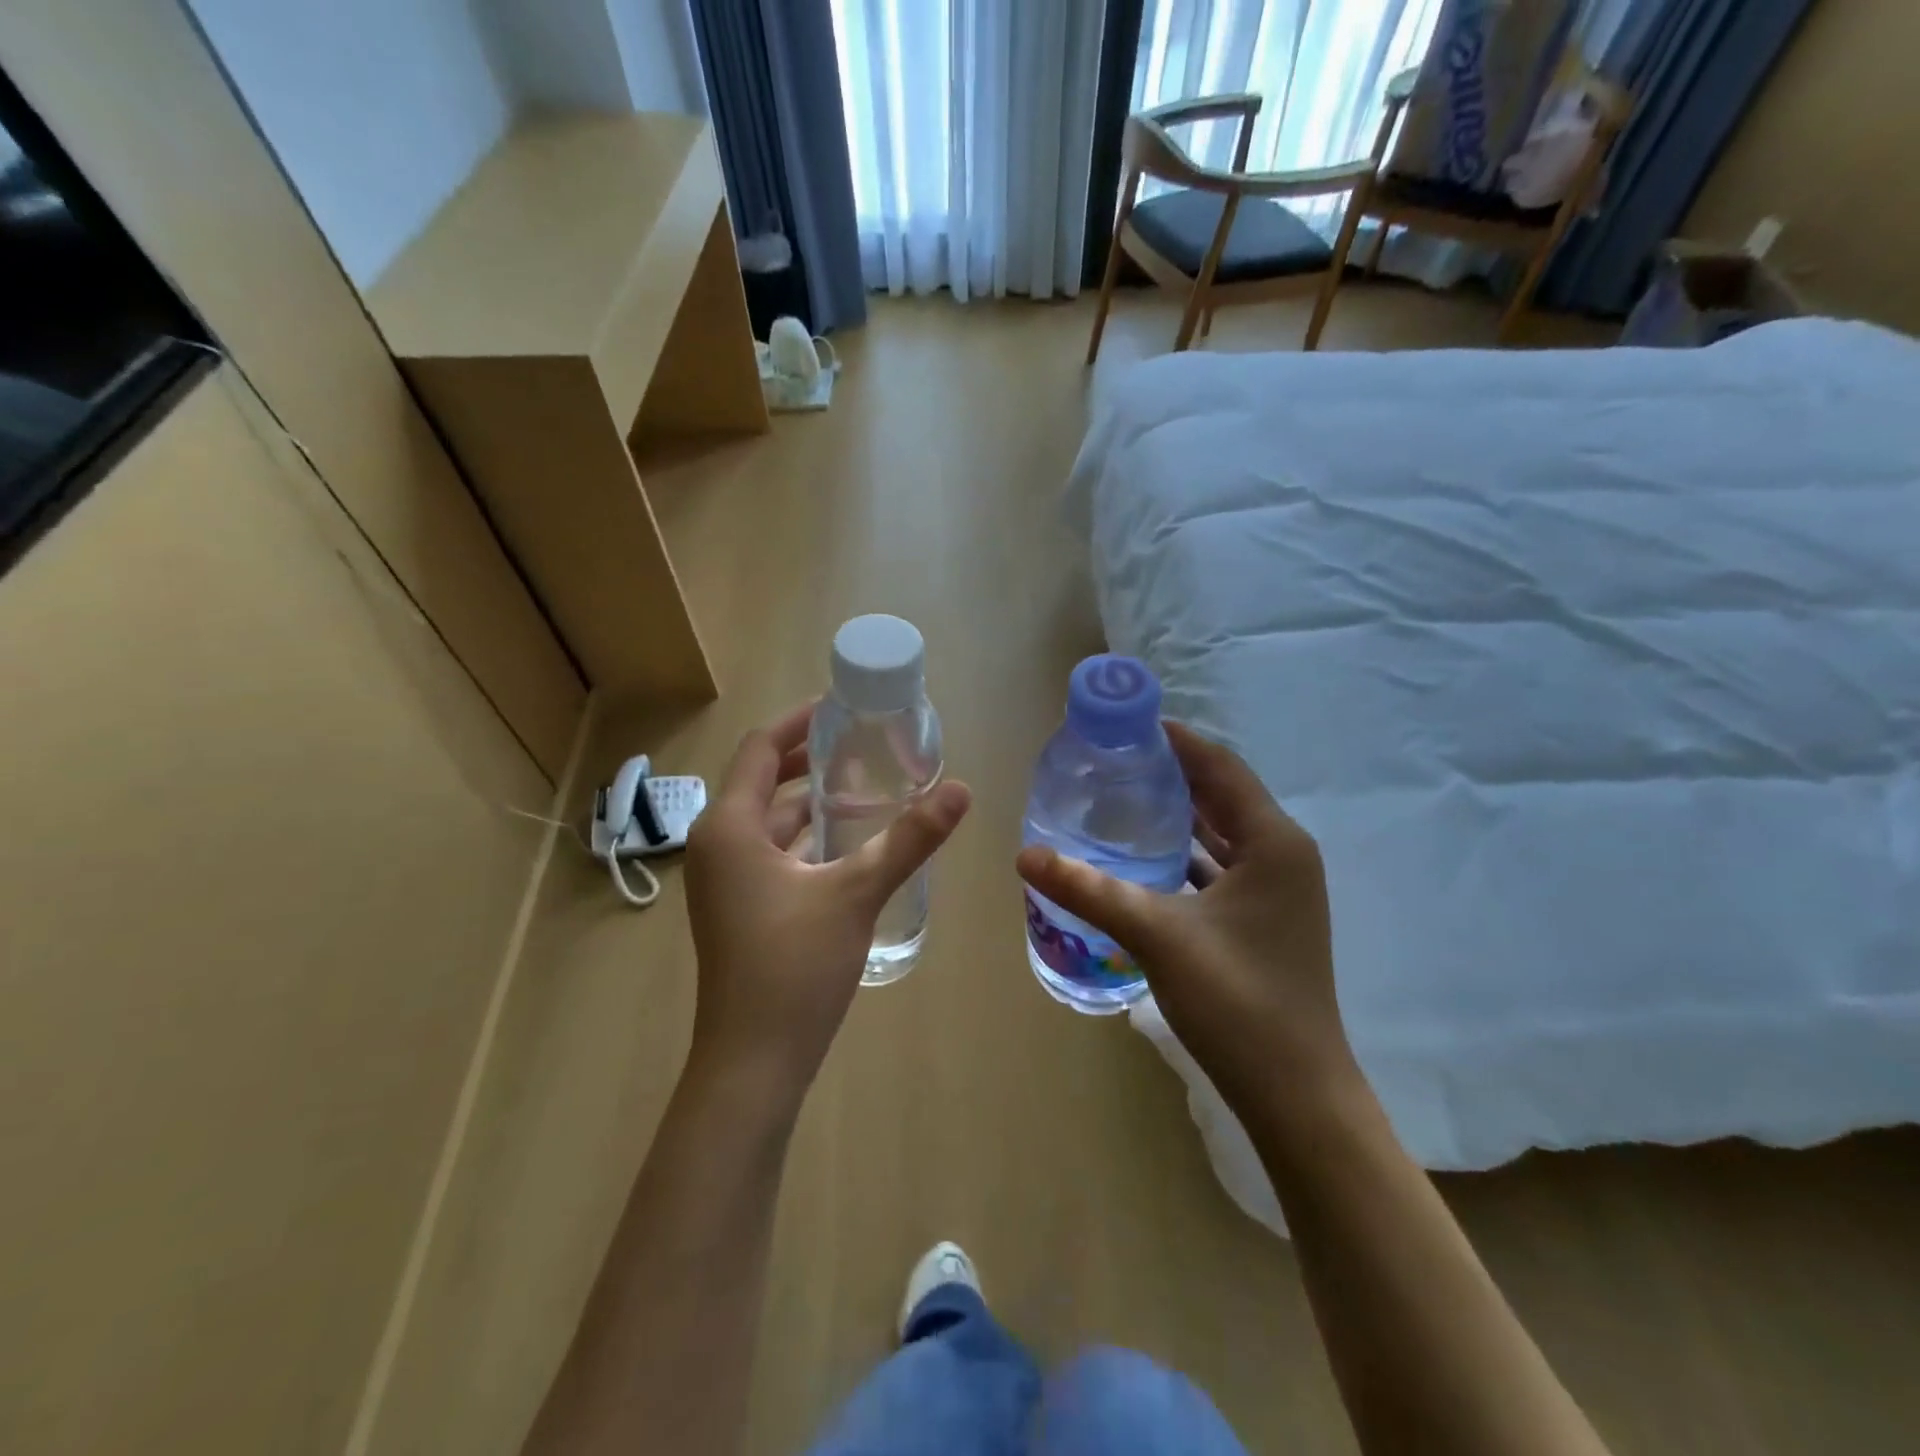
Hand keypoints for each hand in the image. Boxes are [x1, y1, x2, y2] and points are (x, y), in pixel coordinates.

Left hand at [684, 703, 971, 1100]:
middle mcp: (718, 844)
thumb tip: (961, 790)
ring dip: (809, 800)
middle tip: (861, 743)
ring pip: (768, 820)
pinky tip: (846, 842)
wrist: (753, 1062)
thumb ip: (909, 838)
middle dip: (808, 759)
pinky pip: (770, 851)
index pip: (761, 748)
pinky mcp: (738, 907)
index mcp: (730, 827)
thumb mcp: (857, 893)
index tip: (841, 707)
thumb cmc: (795, 966)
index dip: (800, 722)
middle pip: (762, 780)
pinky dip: (804, 836)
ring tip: (863, 784)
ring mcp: (724, 880)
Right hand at [1015, 723, 1354, 1113]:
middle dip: (1171, 773)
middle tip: (1113, 760)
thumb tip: (1024, 856)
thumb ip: (1089, 889)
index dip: (1175, 740)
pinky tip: (1143, 857)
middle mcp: (1283, 855)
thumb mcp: (1156, 935)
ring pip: (1220, 834)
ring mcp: (1277, 891)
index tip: (1126, 724)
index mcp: (1274, 842)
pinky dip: (1185, 853)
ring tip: (1121, 798)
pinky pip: (1220, 867)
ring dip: (1177, 814)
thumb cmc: (1237, 1002)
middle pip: (1221, 795)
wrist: (1295, 1094)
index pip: (1220, 767)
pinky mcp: (1264, 919)